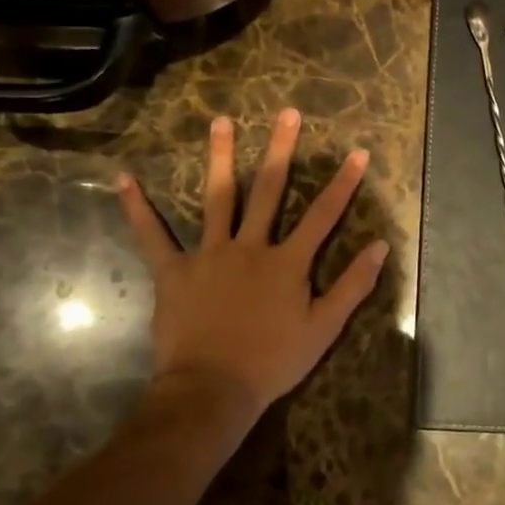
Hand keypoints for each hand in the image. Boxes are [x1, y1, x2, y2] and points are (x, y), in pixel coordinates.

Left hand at [115, 109, 388, 415]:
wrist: (212, 391)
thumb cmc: (272, 362)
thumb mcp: (323, 328)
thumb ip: (353, 285)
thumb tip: (380, 247)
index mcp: (287, 261)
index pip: (323, 214)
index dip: (343, 183)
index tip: (358, 152)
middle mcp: (250, 246)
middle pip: (269, 189)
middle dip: (281, 149)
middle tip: (287, 113)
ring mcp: (209, 254)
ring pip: (217, 197)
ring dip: (220, 157)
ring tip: (221, 121)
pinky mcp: (174, 271)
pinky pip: (153, 236)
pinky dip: (137, 209)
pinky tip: (124, 179)